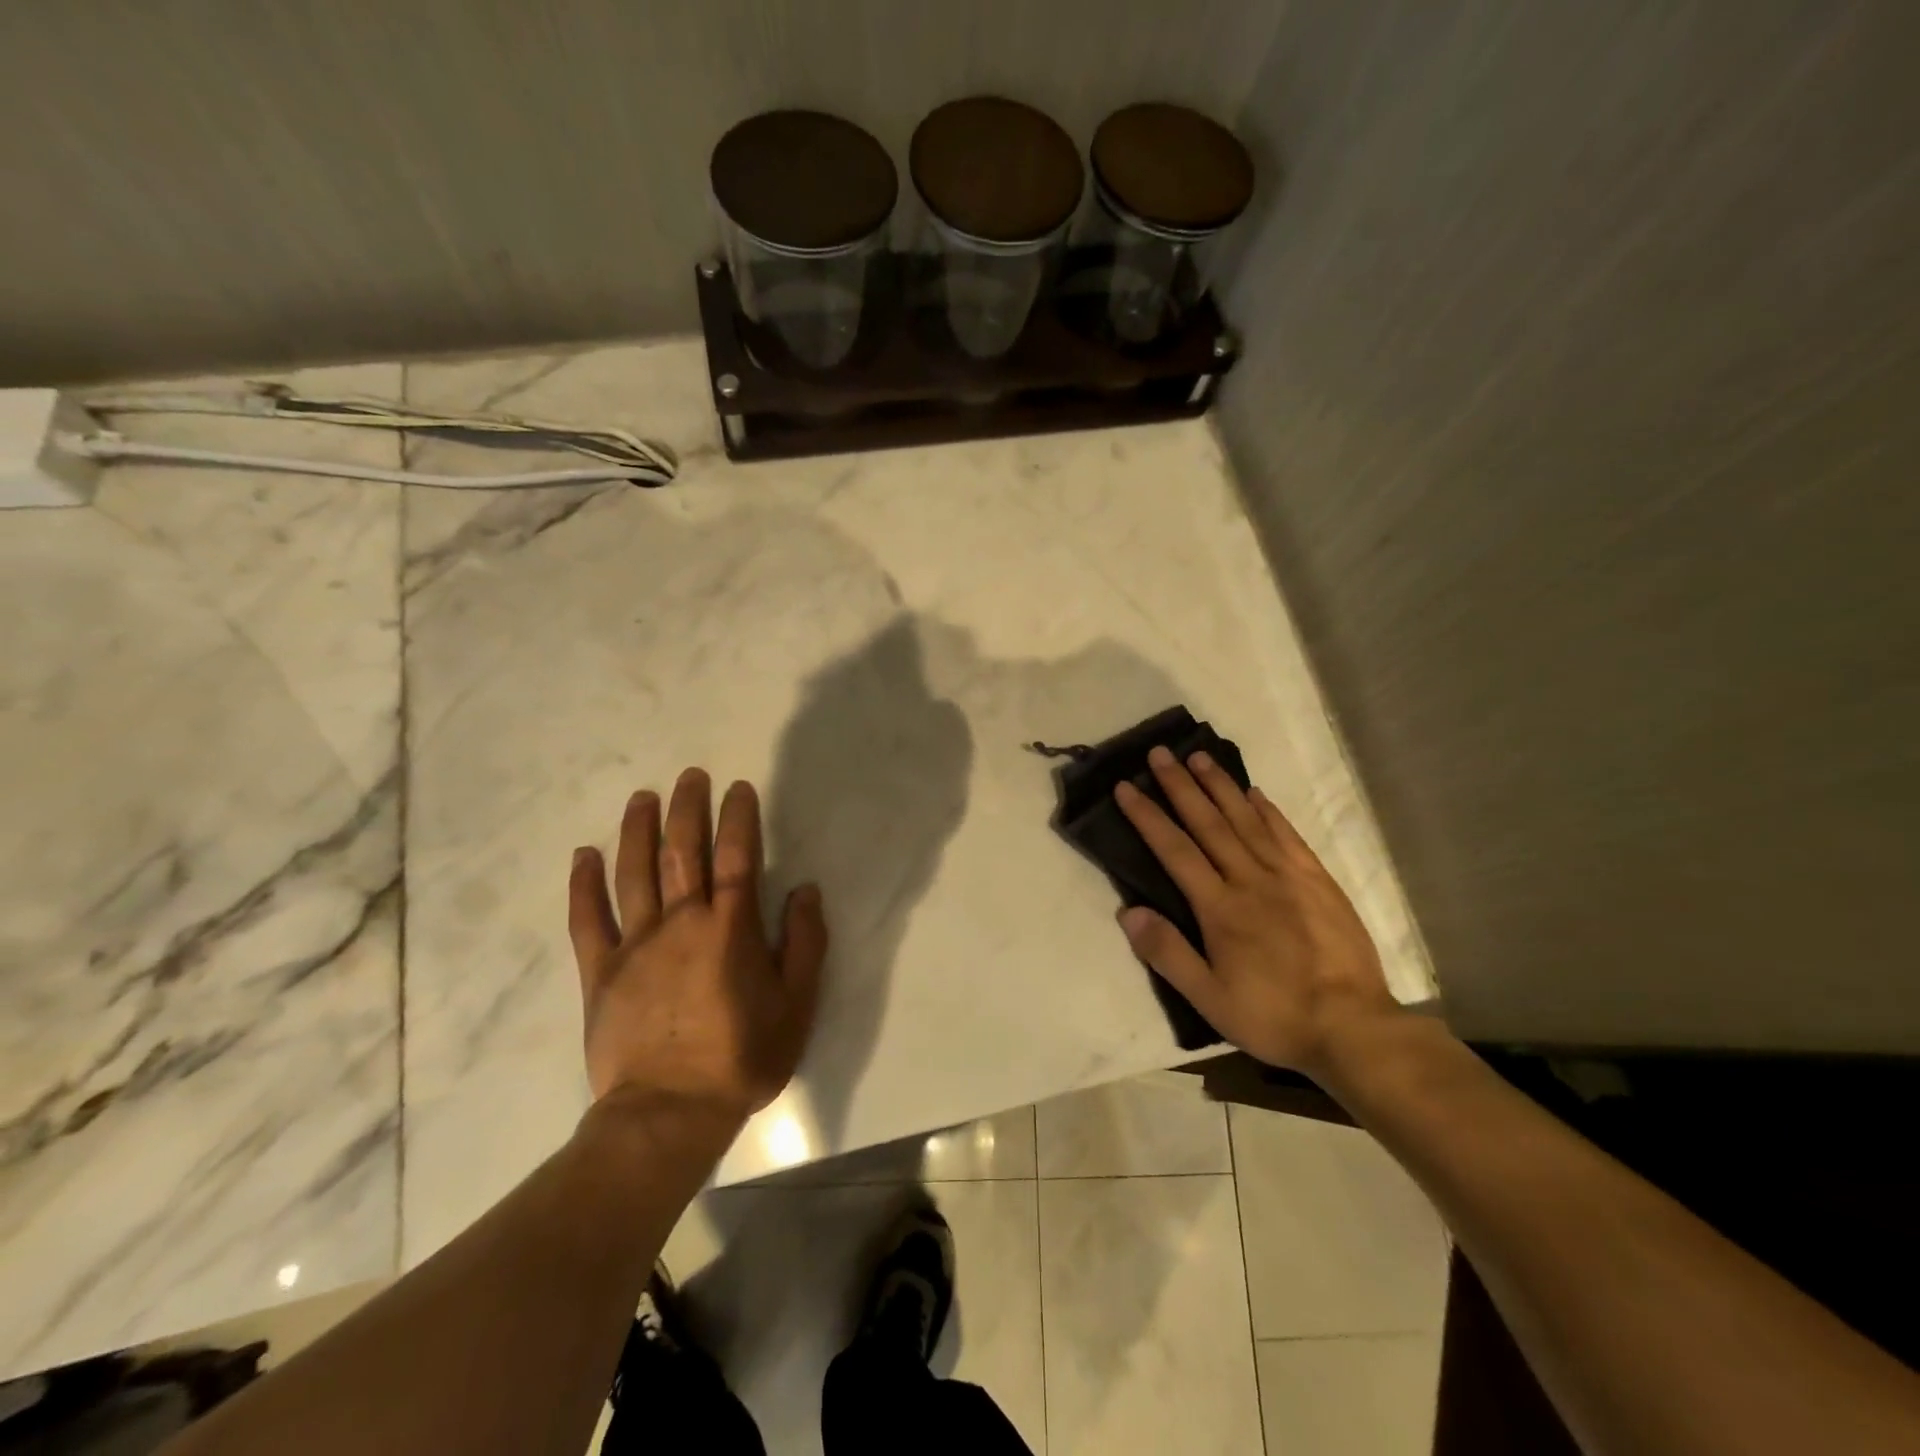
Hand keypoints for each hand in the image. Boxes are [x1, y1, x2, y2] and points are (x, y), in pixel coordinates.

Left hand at [567, 768, 826, 1121]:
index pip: (737, 856)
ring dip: (638, 830)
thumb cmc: (743, 1057)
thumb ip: (805, 943)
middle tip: (690, 775)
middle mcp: (682, 922)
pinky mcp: (601, 971)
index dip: (739, 817)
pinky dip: (584, 884)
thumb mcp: (797, 1004)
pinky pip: (588, 919)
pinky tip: (583, 856)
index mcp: (731, 928)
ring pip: (635, 872)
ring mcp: (636, 944)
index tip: (738, 787)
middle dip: (688, 808)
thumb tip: (806, 890)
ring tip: (643, 798)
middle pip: (682, 851)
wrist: (669, 1113)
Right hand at [1114, 746, 1399, 1078]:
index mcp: (1220, 907)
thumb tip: (1127, 912)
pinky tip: (1254, 793)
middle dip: (1180, 786)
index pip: (1174, 850)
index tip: (1126, 787)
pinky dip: (1267, 811)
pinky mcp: (1318, 881)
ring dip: (1220, 786)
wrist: (1353, 1027)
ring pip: (1246, 820)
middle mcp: (1251, 879)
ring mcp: (1288, 876)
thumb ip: (1167, 953)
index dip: (1147, 816)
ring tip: (1199, 757)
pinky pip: (1287, 835)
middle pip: (1208, 823)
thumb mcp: (1209, 999)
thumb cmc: (1273, 1016)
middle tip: (1159, 753)